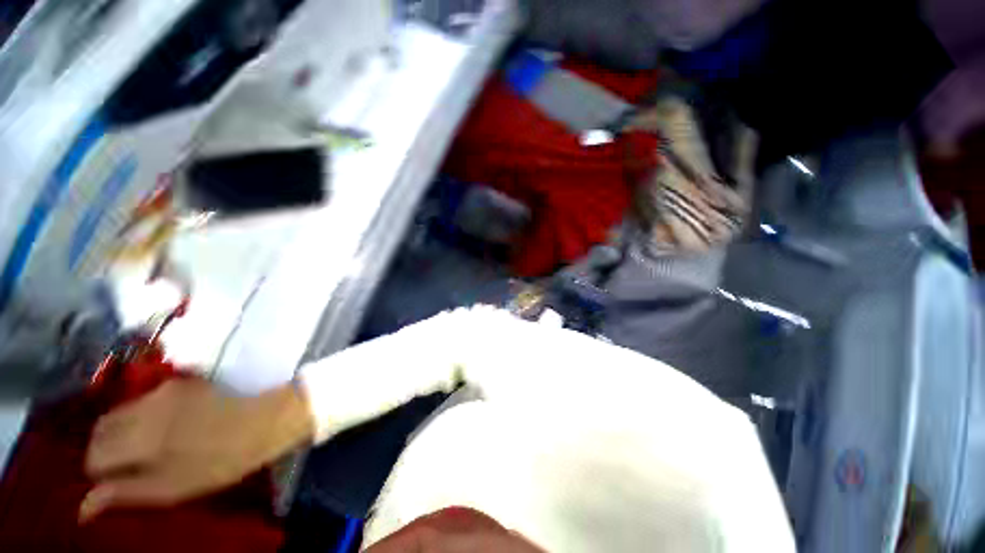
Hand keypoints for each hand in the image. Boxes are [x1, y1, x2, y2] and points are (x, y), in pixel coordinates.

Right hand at [81, 379, 312, 521]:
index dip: (99, 472)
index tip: (114, 482)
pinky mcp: (180, 384)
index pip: (94, 454)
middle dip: (103, 449)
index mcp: (139, 438)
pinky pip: (143, 400)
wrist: (264, 421)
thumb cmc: (220, 461)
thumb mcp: (171, 488)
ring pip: (119, 412)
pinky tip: (160, 428)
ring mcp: (163, 391)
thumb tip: (82, 507)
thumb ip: (123, 494)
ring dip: (119, 431)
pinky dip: (139, 416)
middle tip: (124, 467)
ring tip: (142, 449)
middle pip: (101, 429)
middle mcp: (143, 408)